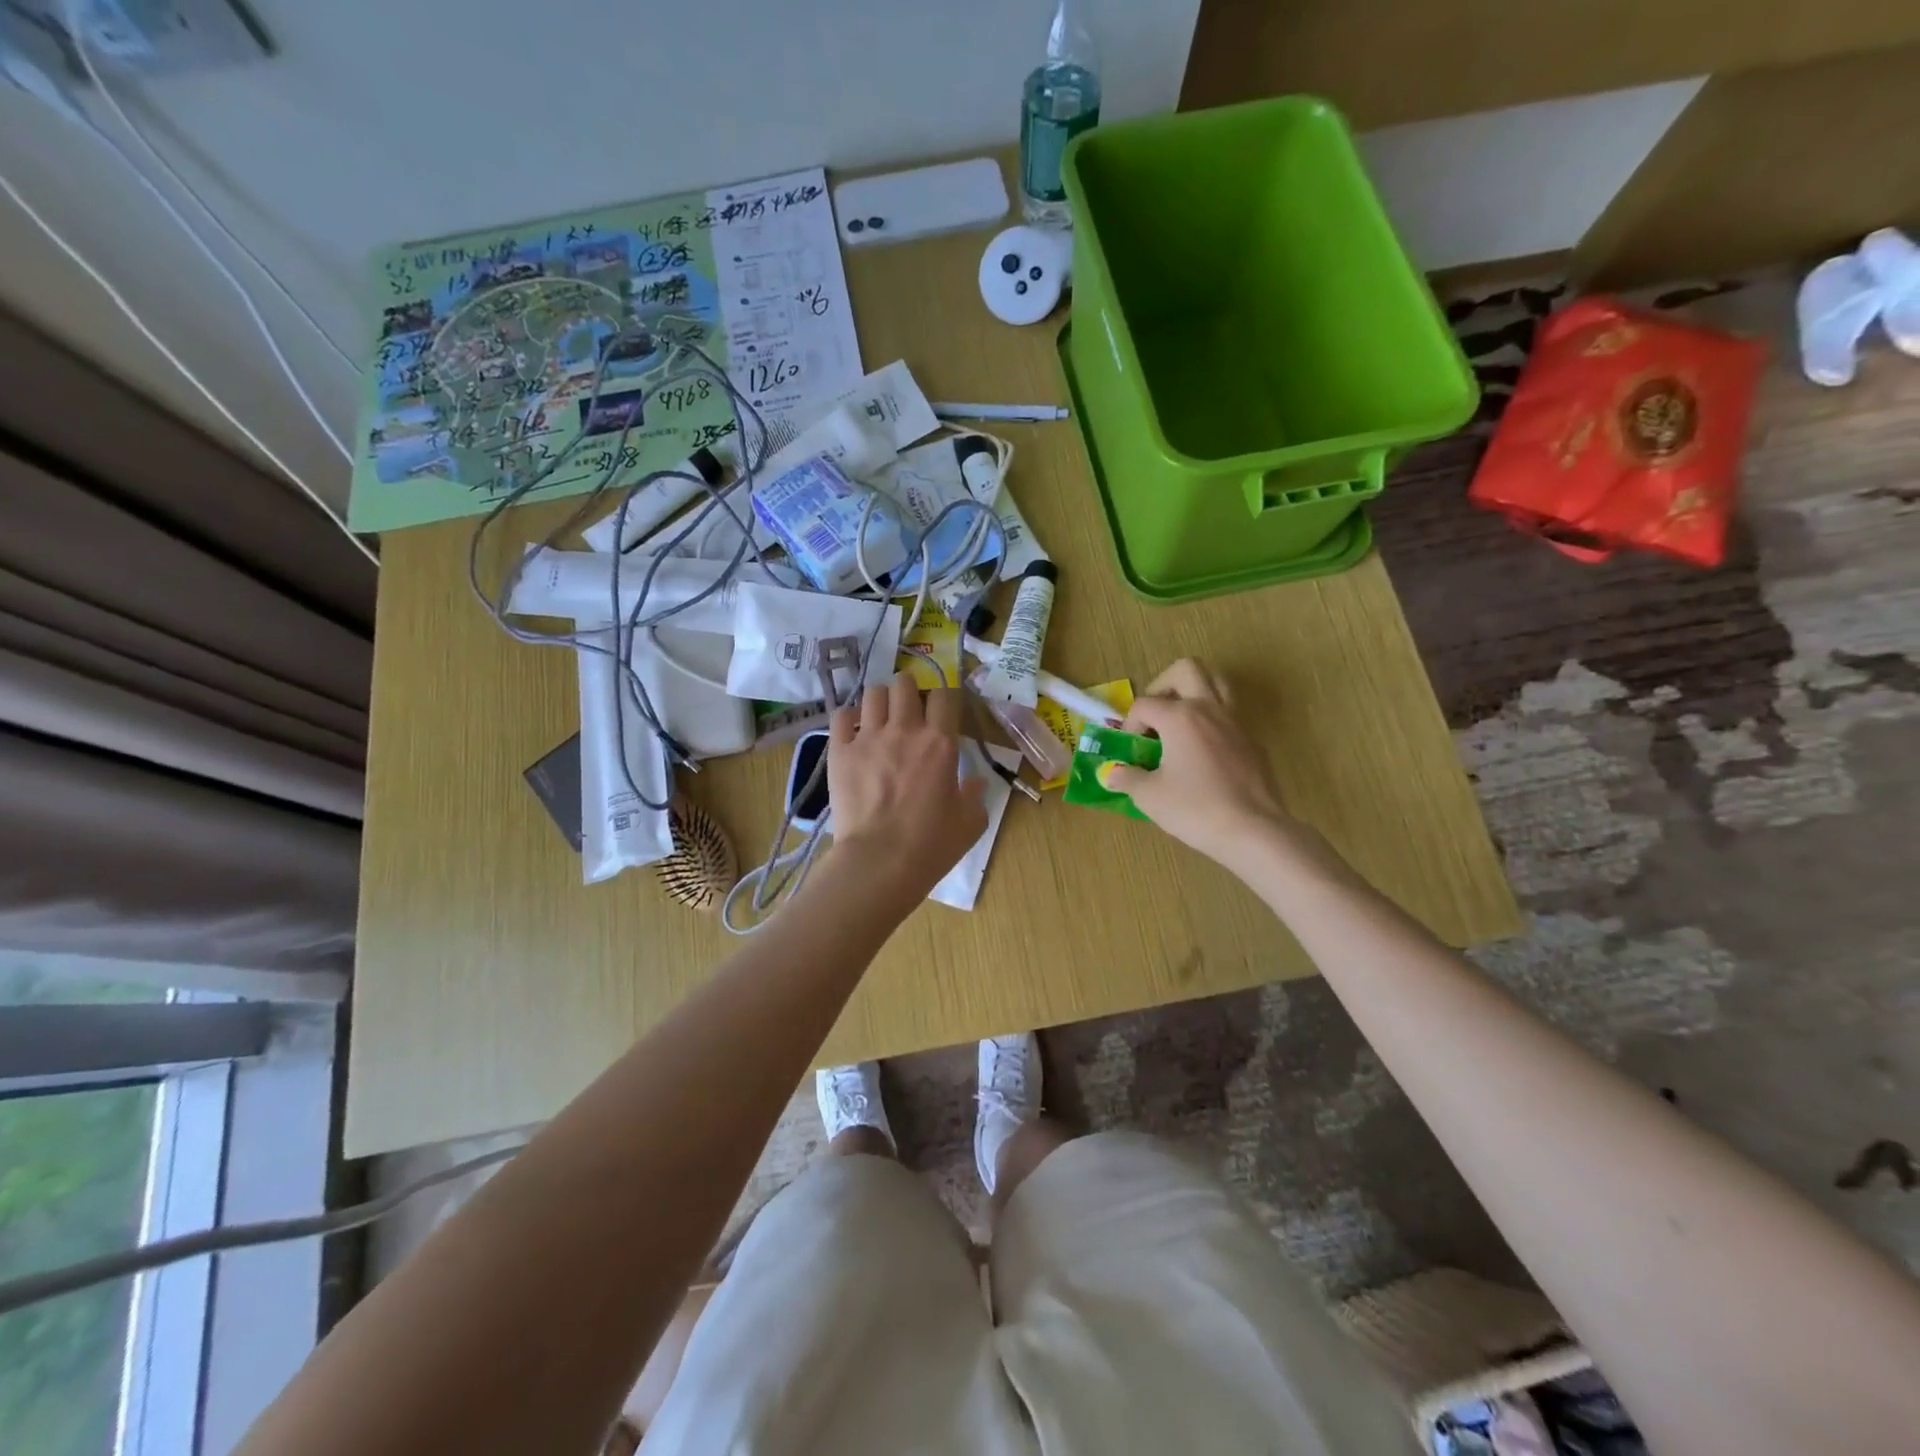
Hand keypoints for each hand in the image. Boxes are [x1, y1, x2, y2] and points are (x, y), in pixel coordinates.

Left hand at [827, 673, 987, 900]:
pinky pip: (841, 716)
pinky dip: (849, 719)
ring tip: (882, 718)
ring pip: (873, 693)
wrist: (879, 861)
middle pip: (905, 683)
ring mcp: (868, 738)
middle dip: (910, 691)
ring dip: (881, 701)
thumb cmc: (931, 845)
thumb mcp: (970, 823)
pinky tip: (854, 732)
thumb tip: (976, 782)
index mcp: (941, 742)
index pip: (945, 696)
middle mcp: (905, 730)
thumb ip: (975, 795)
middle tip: (910, 712)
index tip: (944, 714)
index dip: (945, 700)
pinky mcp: (840, 751)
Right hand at [1103, 659, 1294, 865]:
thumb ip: (1127, 778)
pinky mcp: (1253, 742)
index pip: (1144, 704)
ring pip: (1217, 683)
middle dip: (1163, 685)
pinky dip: (1212, 723)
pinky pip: (1230, 716)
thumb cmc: (1195, 809)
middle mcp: (1209, 709)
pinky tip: (1203, 755)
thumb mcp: (1150, 796)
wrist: (1253, 831)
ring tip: (1180, 722)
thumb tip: (1110, 774)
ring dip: (1195, 693)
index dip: (1130, 724)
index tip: (1131, 750)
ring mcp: (1235, 723)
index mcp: (1180, 717)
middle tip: (1155, 714)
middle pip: (1186, 670)